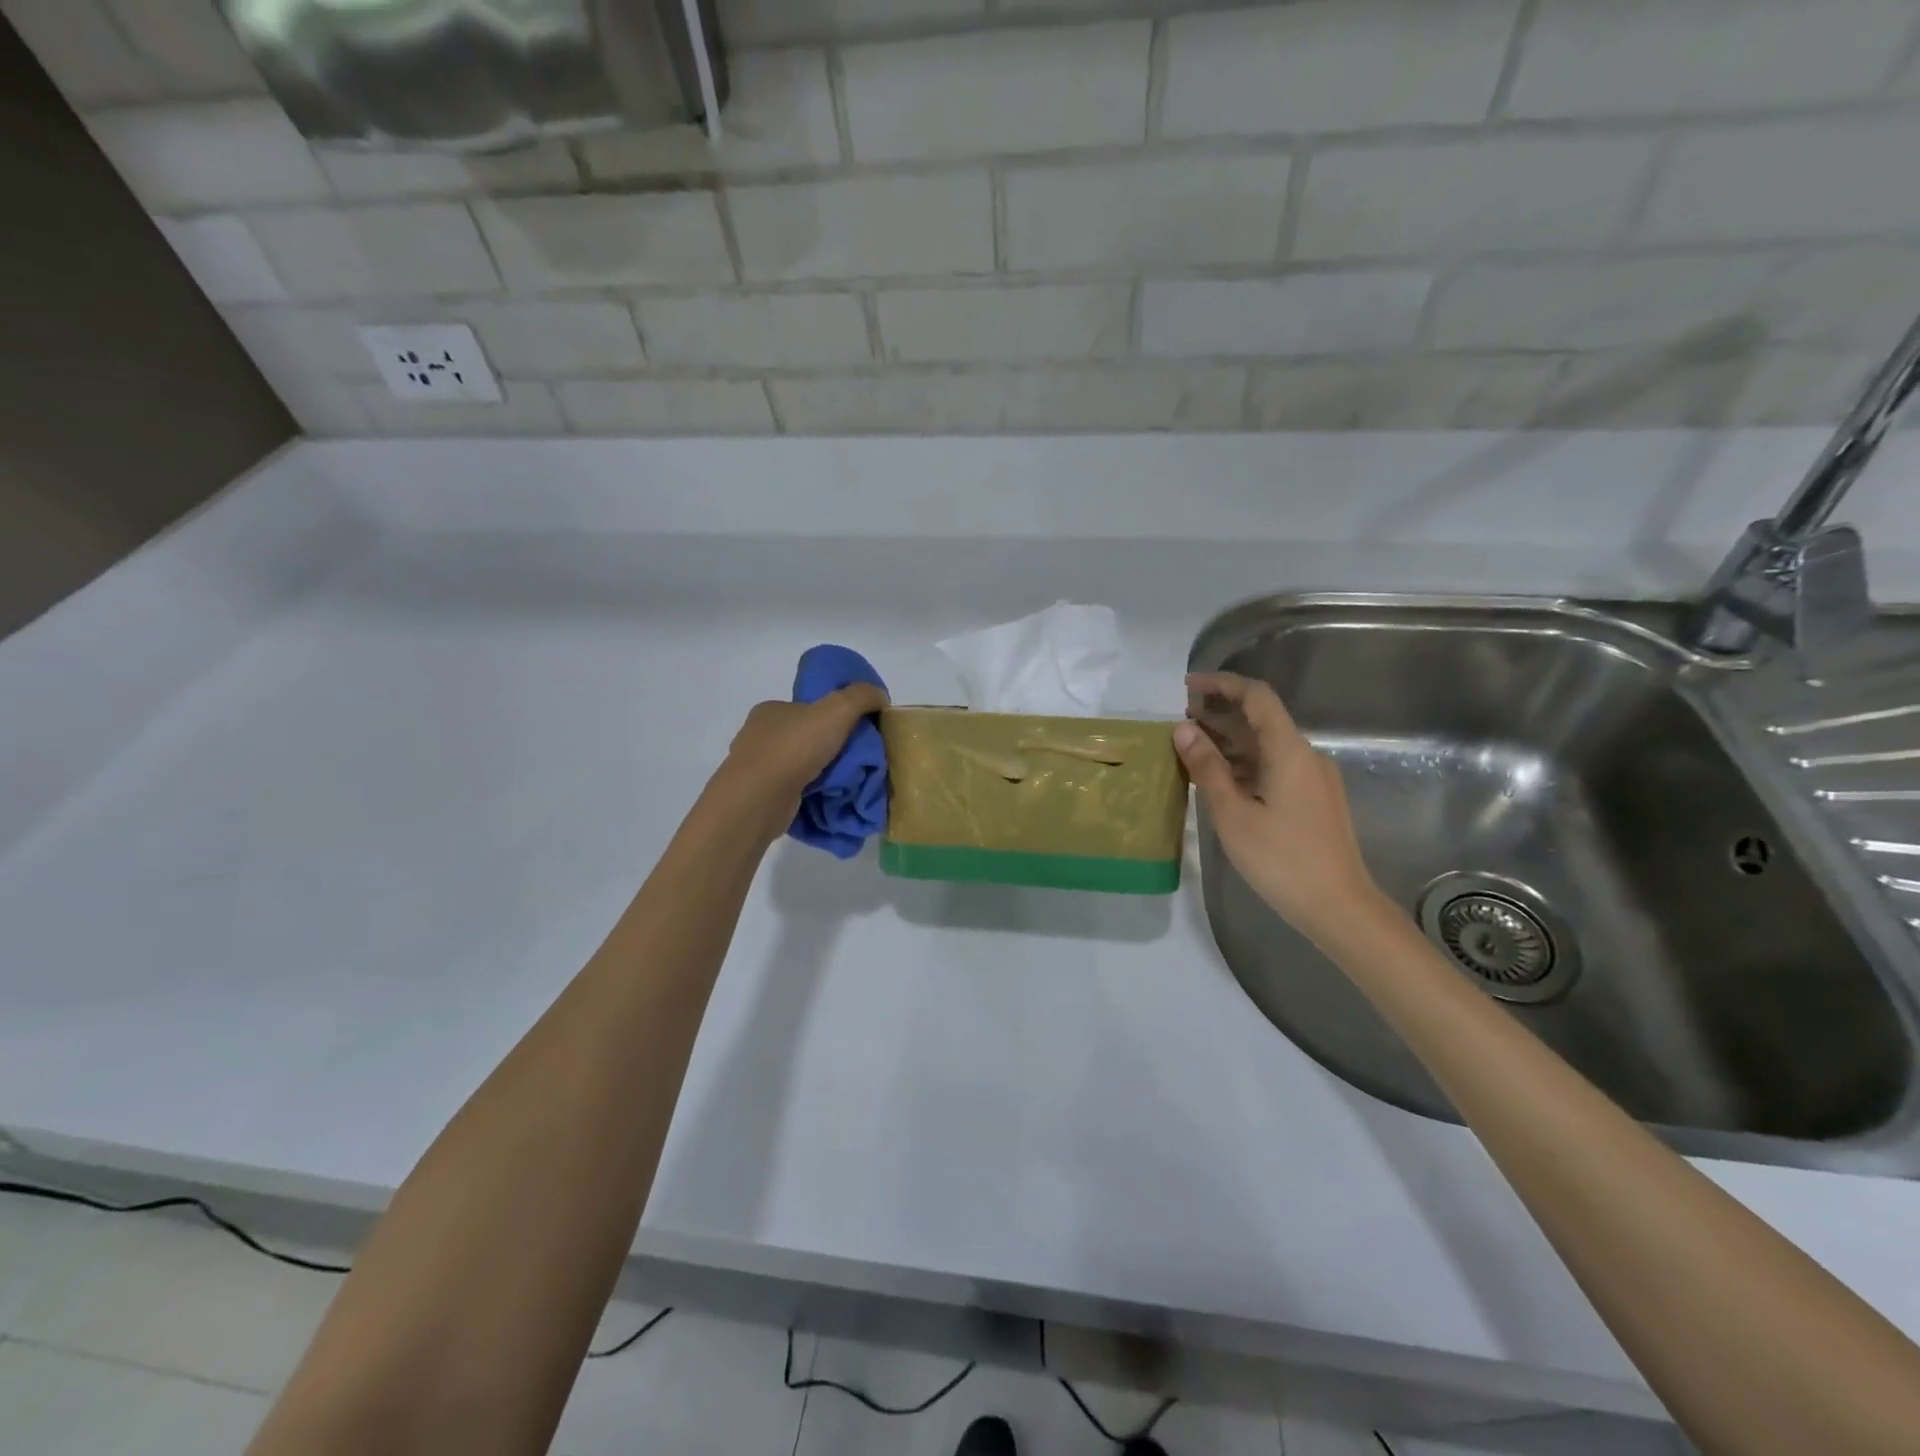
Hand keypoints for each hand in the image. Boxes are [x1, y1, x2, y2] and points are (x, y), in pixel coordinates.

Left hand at [712, 684, 888, 836]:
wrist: (759, 799)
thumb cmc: (794, 748)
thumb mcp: (836, 710)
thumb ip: (861, 696)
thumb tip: (880, 696)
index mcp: (771, 710)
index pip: (808, 709)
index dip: (835, 717)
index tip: (857, 732)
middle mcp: (759, 736)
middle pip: (806, 738)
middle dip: (832, 748)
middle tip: (859, 760)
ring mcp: (757, 768)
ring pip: (800, 766)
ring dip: (823, 774)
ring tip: (849, 783)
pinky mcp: (760, 796)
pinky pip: (794, 791)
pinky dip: (812, 794)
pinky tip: (830, 800)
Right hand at [1175, 671, 1382, 944]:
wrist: (1339, 908)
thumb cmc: (1282, 860)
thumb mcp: (1233, 814)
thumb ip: (1208, 768)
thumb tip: (1183, 729)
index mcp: (1289, 751)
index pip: (1256, 697)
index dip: (1222, 684)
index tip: (1188, 687)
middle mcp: (1306, 755)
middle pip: (1261, 719)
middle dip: (1220, 713)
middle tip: (1180, 721)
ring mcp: (1313, 778)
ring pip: (1267, 745)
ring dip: (1230, 741)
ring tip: (1191, 748)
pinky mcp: (1314, 799)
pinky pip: (1274, 767)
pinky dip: (1244, 763)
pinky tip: (1219, 777)